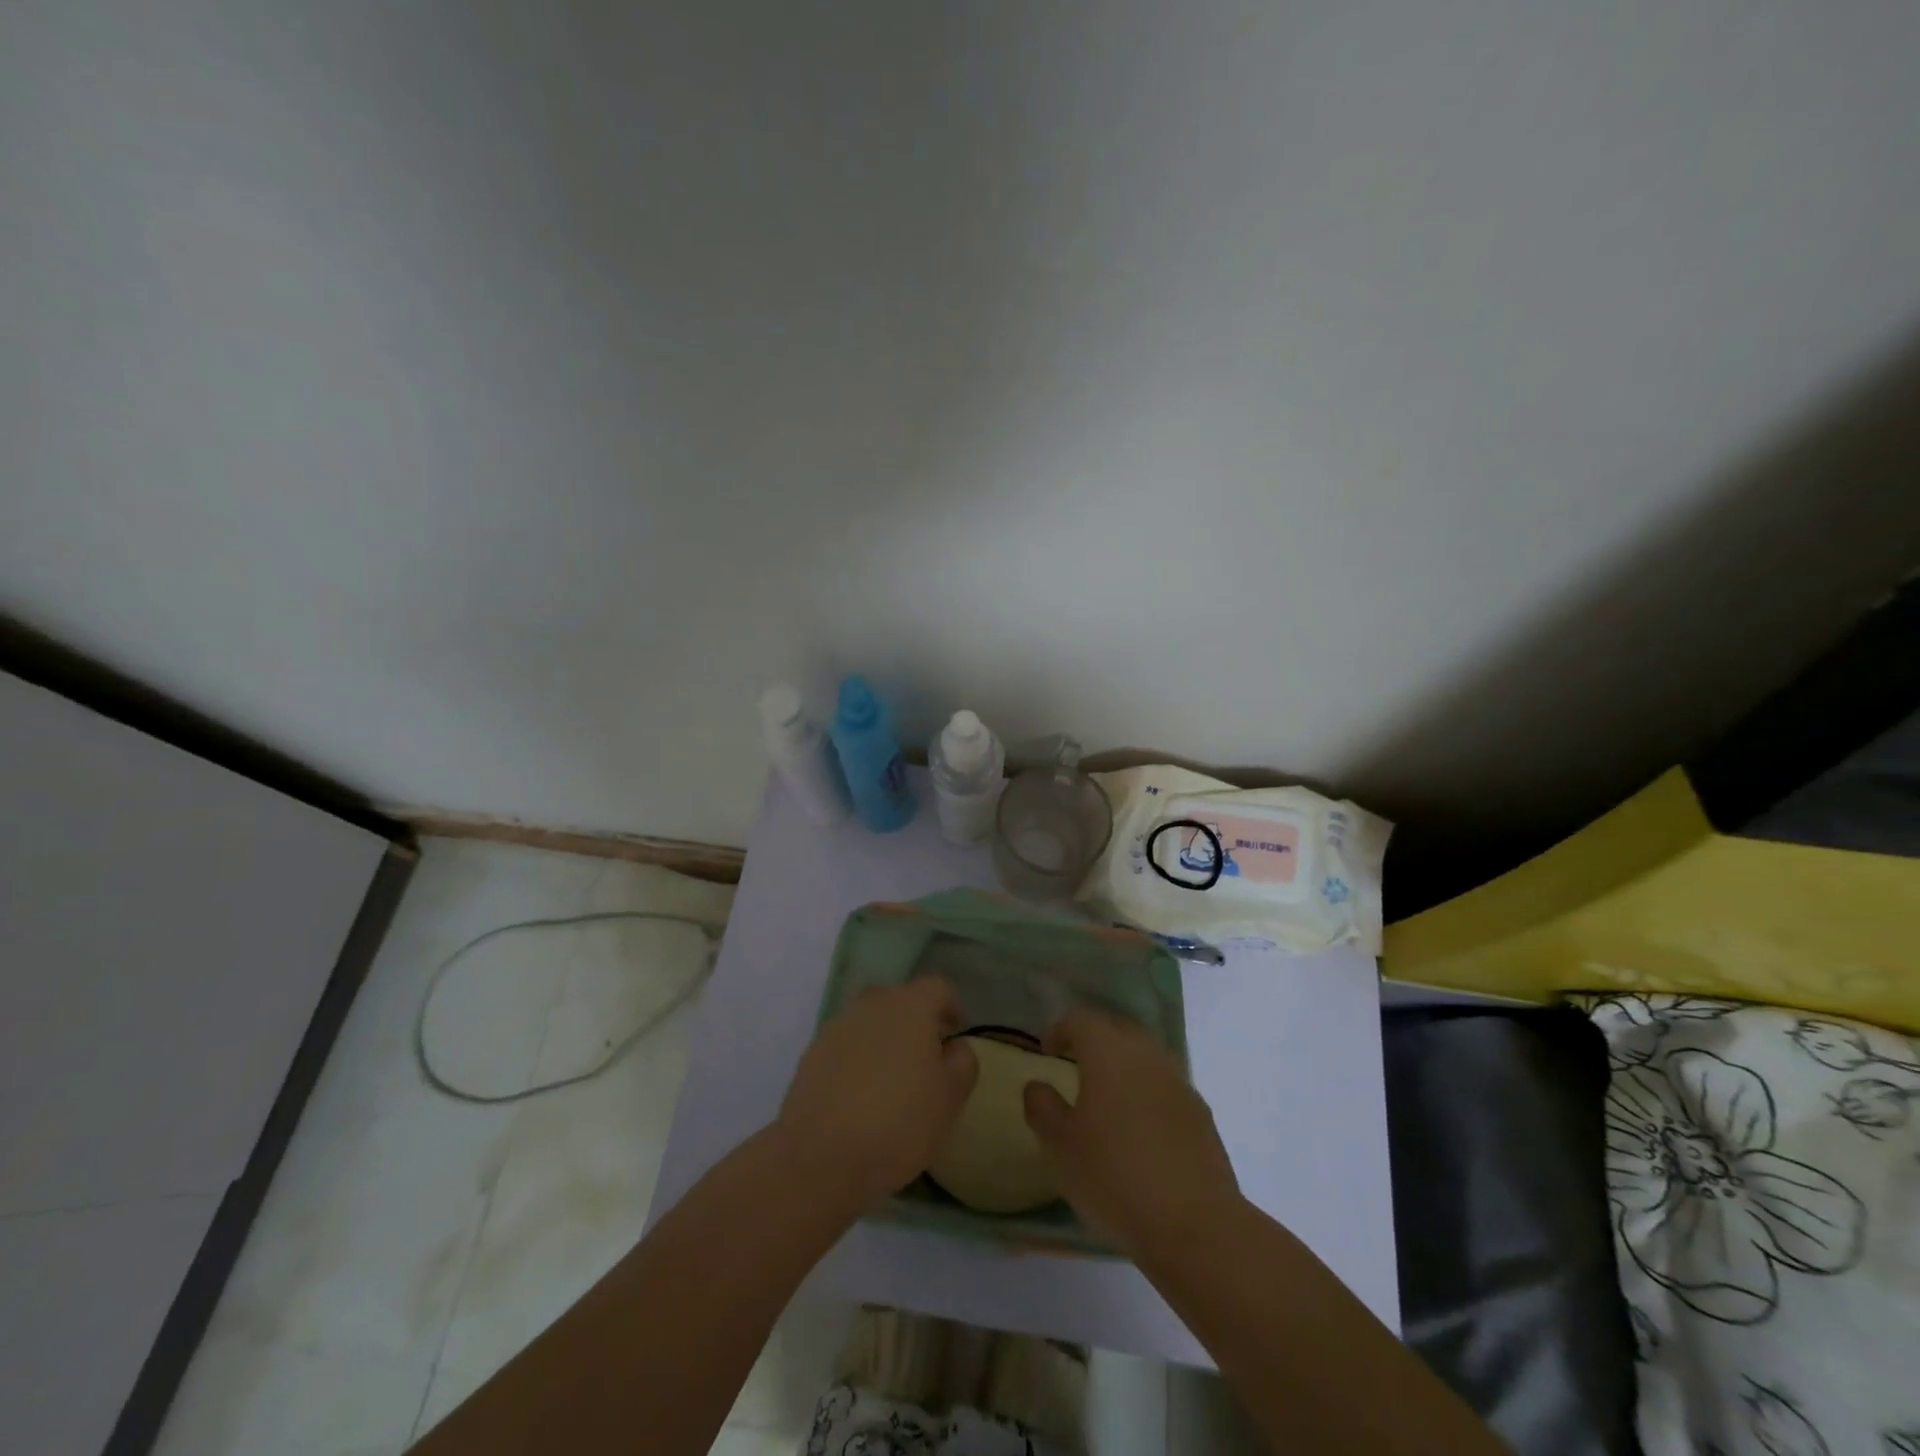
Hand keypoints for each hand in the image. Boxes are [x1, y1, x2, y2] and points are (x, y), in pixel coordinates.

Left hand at [777, 977, 978, 1212]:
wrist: (822, 1157)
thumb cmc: (899, 1122)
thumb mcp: (950, 1097)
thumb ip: (963, 1062)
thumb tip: (954, 1046)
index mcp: (909, 1006)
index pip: (938, 987)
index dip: (951, 1007)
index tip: (955, 1035)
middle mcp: (872, 1004)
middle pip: (900, 999)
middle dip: (915, 1021)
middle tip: (925, 1058)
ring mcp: (837, 1026)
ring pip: (870, 1021)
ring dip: (884, 1039)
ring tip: (891, 1079)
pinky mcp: (812, 1053)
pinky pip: (846, 1045)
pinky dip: (858, 1059)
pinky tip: (861, 1095)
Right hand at [1023, 1009, 1241, 1258]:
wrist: (1194, 1223)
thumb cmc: (1114, 1176)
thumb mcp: (1059, 1146)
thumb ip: (1042, 1107)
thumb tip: (1037, 1085)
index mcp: (1107, 1051)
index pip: (1080, 1019)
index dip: (1060, 1030)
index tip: (1048, 1052)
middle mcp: (1145, 1054)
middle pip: (1117, 1028)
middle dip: (1095, 1039)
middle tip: (1076, 1065)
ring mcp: (1178, 1080)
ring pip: (1145, 1054)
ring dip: (1125, 1064)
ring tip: (1109, 1095)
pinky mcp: (1200, 1111)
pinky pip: (1166, 1085)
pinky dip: (1148, 1091)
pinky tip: (1141, 1126)